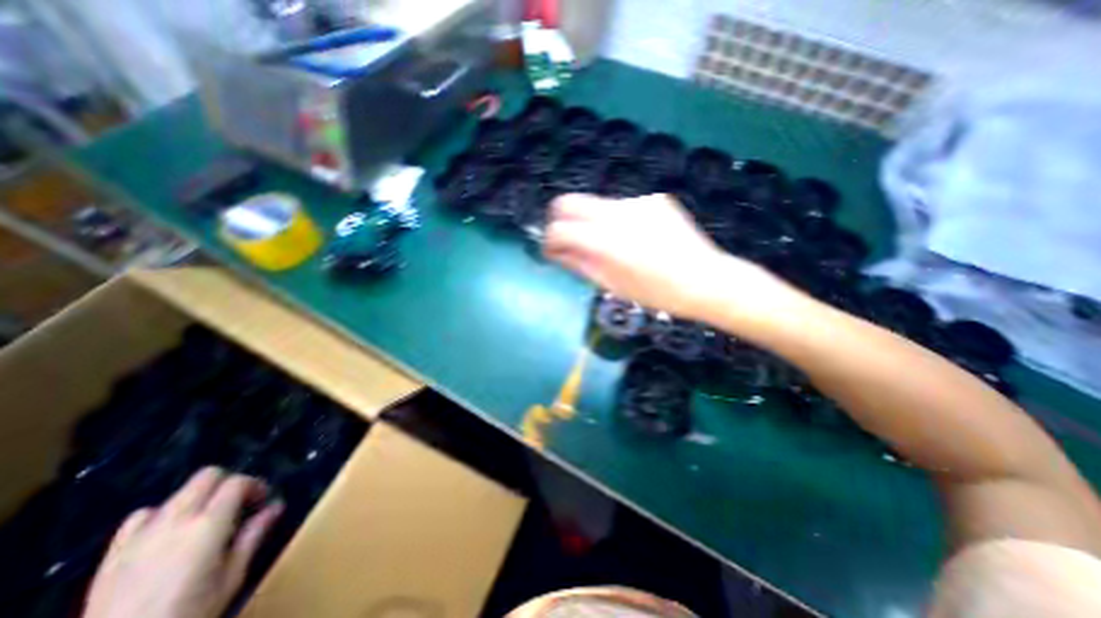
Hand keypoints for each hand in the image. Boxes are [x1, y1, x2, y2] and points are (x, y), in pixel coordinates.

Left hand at [84, 467, 281, 617]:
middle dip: (228, 483)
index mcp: (208, 523)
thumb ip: (253, 536)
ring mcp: (141, 535)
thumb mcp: (232, 577)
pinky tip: (168, 533)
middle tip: (239, 504)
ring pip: (178, 492)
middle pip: (206, 476)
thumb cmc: (189, 614)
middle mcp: (176, 519)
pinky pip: (141, 516)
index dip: (255, 485)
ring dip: (199, 497)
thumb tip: (276, 506)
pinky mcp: (113, 553)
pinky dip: (161, 514)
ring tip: (207, 520)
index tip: (263, 501)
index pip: (237, 482)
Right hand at [541, 192, 781, 323]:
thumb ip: (579, 264)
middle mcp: (617, 212)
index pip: (558, 229)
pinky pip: (621, 206)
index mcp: (605, 241)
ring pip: (595, 204)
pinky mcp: (653, 199)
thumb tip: (556, 251)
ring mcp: (636, 201)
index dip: (548, 240)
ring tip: (607, 245)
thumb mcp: (612, 285)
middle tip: (565, 240)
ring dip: (589, 222)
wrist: (705, 279)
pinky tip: (634, 238)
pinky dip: (615, 221)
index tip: (551, 251)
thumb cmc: (657, 293)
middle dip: (559, 220)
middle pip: (568, 201)